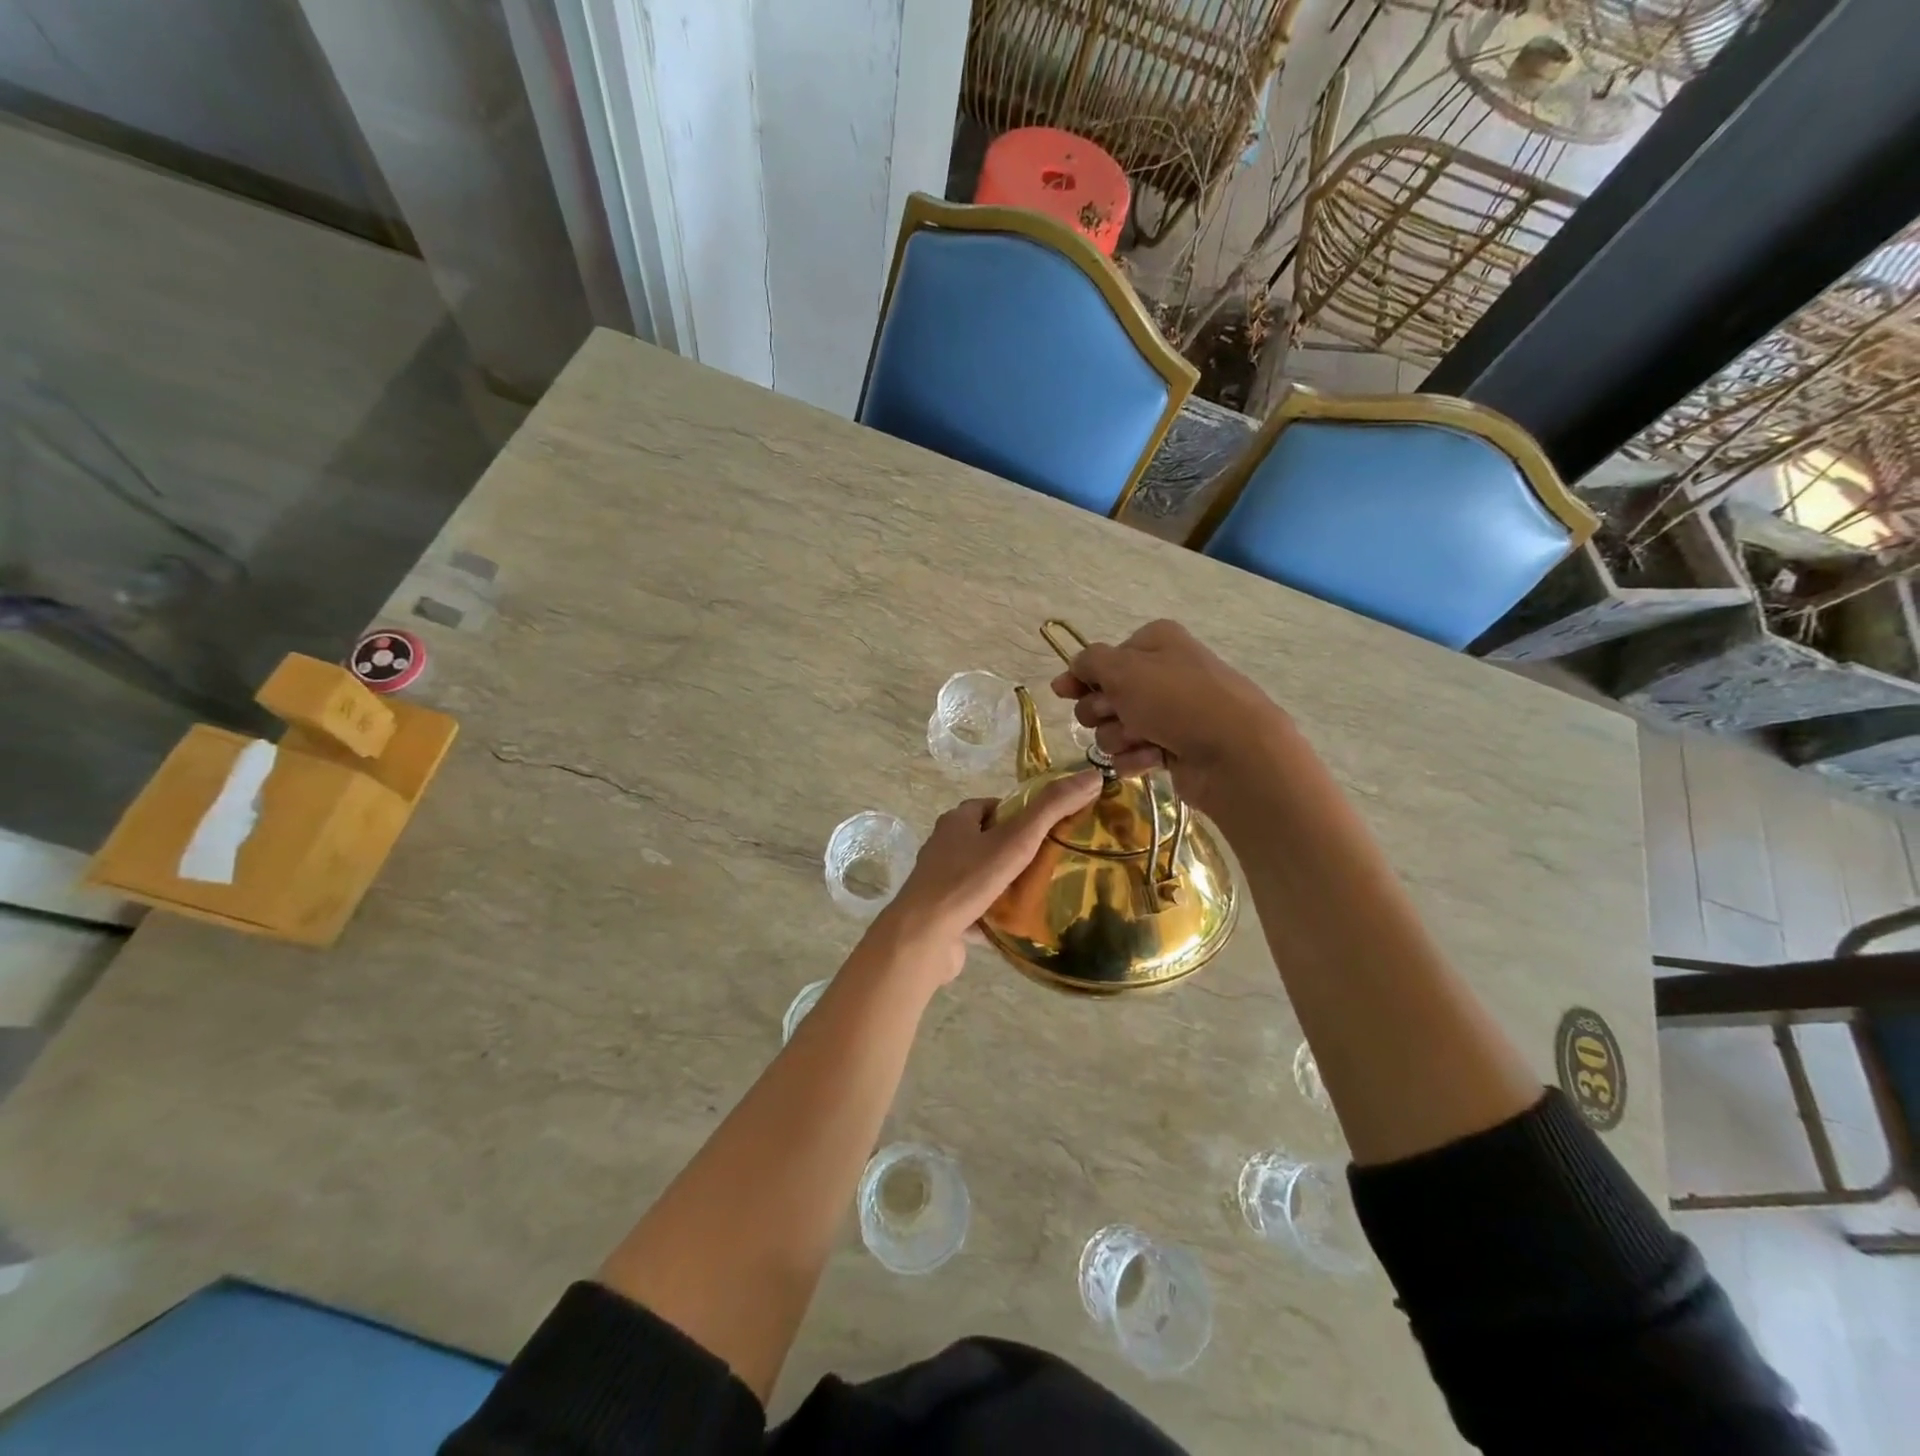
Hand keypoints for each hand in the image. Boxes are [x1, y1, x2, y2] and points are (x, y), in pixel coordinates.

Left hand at [871, 770, 1102, 982]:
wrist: (923, 937)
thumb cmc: (967, 880)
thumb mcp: (1016, 839)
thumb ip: (1052, 808)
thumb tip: (1091, 775)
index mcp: (956, 822)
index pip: (994, 807)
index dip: (1022, 814)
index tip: (1050, 829)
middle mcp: (944, 848)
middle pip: (988, 842)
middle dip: (1017, 850)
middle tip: (1053, 862)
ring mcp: (942, 883)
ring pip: (983, 876)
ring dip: (1008, 883)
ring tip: (1044, 892)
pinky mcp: (944, 915)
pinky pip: (977, 908)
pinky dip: (996, 913)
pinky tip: (1021, 923)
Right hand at [1051, 619, 1290, 818]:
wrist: (1234, 752)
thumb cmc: (1175, 700)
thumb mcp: (1123, 669)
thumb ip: (1088, 663)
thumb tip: (1070, 671)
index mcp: (1155, 643)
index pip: (1102, 659)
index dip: (1082, 678)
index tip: (1065, 693)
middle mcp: (1163, 674)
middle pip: (1105, 695)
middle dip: (1103, 711)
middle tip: (1118, 715)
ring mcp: (1170, 713)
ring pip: (1116, 728)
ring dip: (1120, 737)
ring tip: (1143, 740)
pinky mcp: (1173, 748)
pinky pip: (1134, 754)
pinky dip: (1137, 758)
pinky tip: (1153, 759)